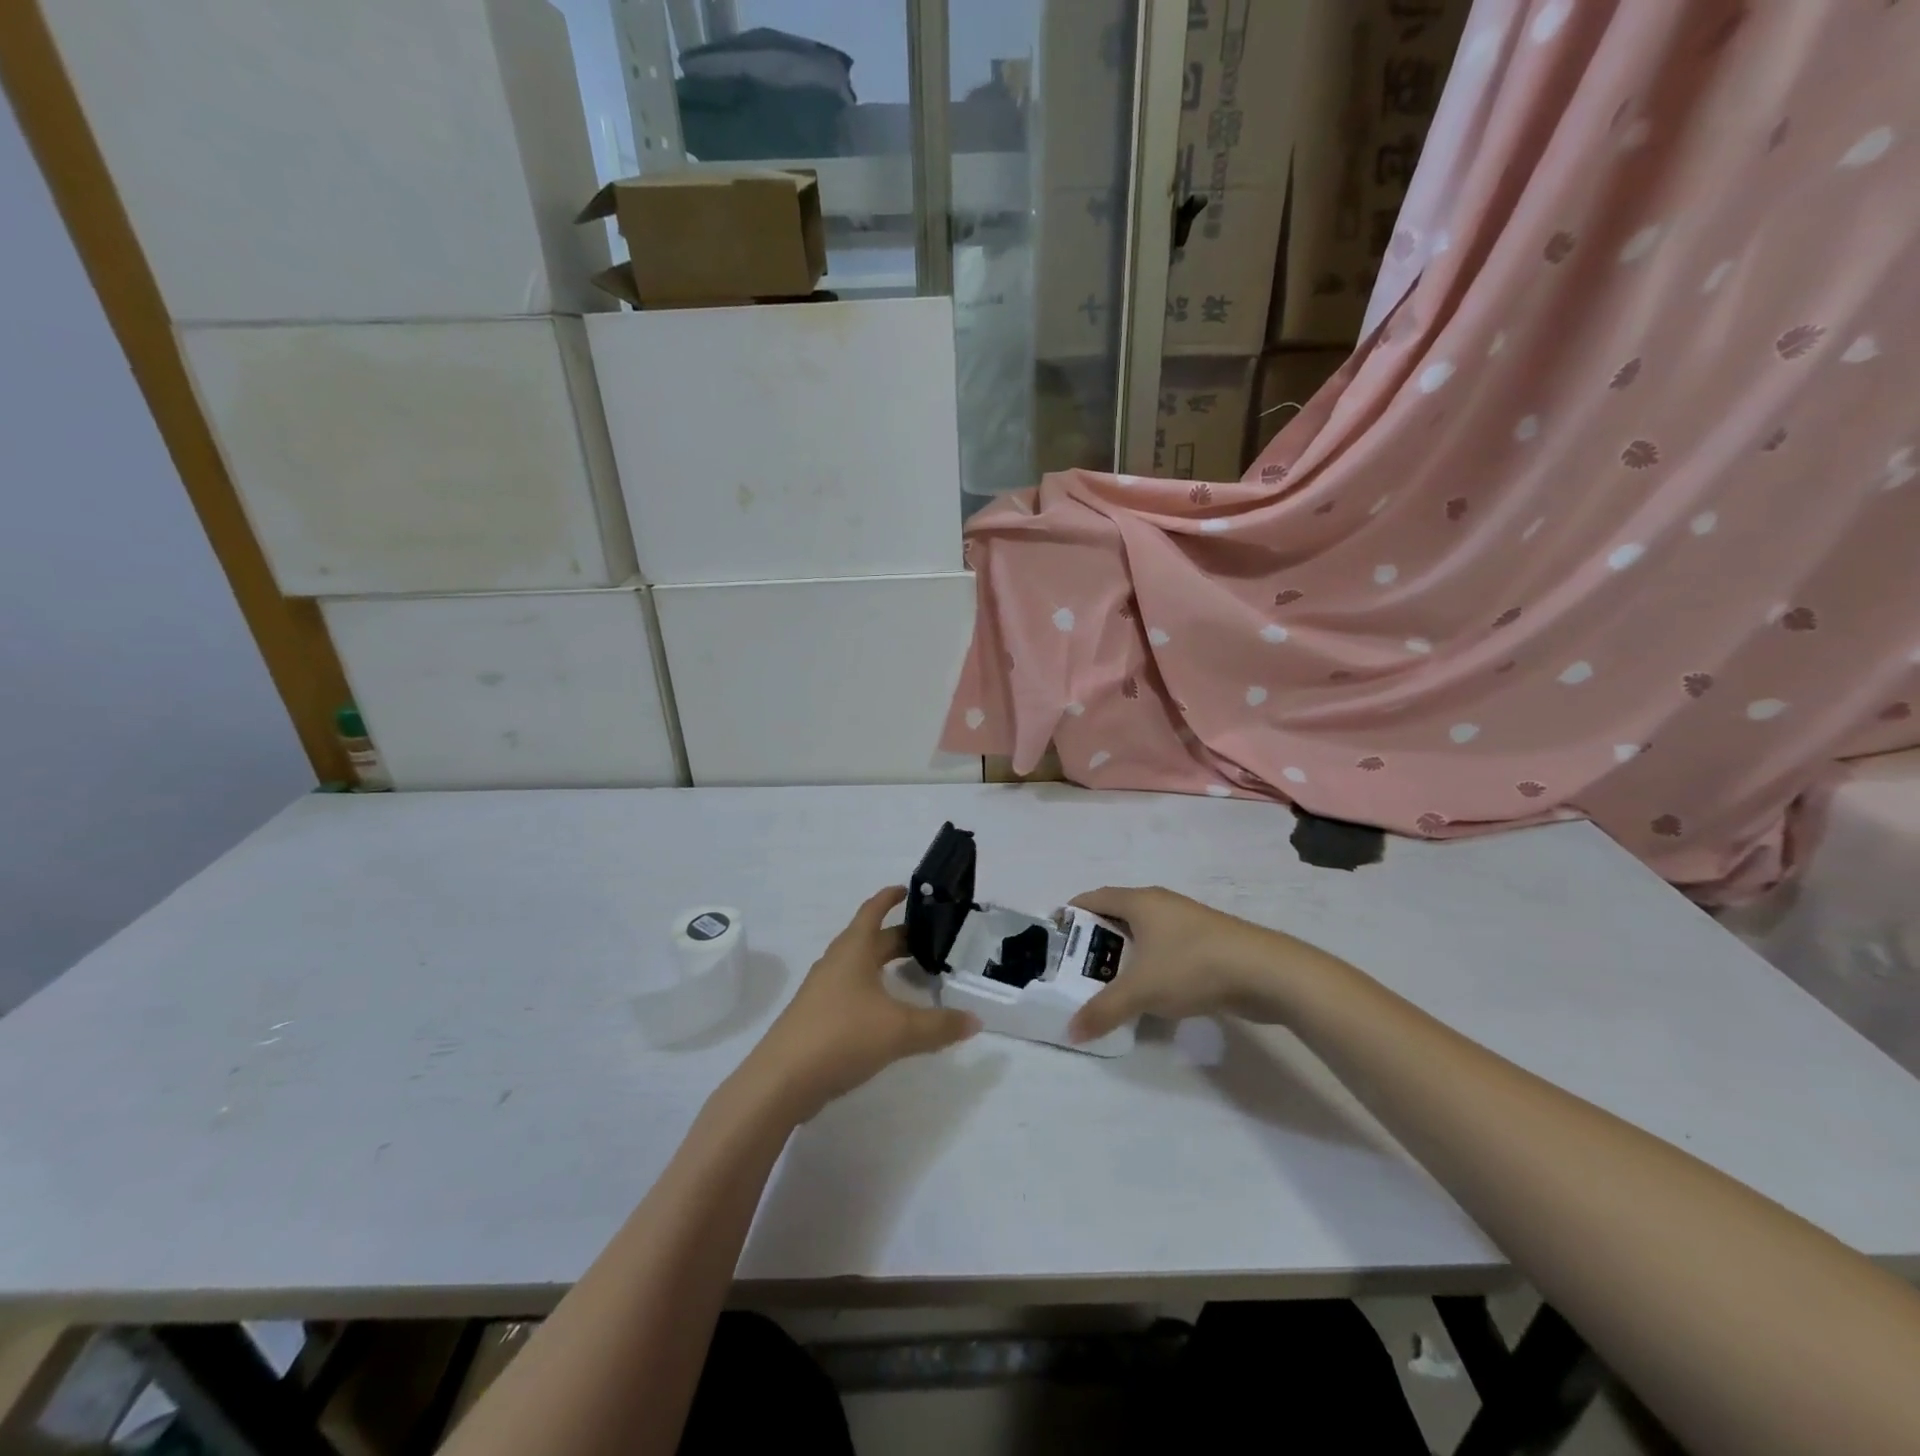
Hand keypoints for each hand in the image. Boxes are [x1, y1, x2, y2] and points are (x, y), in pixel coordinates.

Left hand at [746, 887, 978, 1117]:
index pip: (873, 910)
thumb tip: (976, 1020)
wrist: (781, 1081)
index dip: (890, 897)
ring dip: (885, 964)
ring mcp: (823, 990)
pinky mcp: (817, 1017)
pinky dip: (873, 990)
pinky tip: (888, 1012)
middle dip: (899, 938)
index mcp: (854, 950)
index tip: (910, 891)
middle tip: (932, 942)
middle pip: (871, 940)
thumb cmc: (842, 1036)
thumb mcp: (900, 1030)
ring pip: (860, 966)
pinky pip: (851, 991)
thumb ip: (941, 1025)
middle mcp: (837, 963)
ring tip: (915, 973)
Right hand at [1067, 886, 1305, 1043]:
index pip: (1093, 897)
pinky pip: (1165, 948)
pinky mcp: (1207, 942)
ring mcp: (1187, 922)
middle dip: (1096, 938)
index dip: (1072, 913)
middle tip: (1077, 967)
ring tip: (1108, 982)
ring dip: (1124, 953)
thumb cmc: (1193, 966)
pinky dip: (1150, 963)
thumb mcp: (1141, 990)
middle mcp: (1161, 904)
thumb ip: (1103, 1010)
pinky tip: (1150, 990)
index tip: (1055, 937)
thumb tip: (1071, 1032)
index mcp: (1140, 901)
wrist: (1266, 972)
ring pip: (1144, 933)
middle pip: (1117, 914)